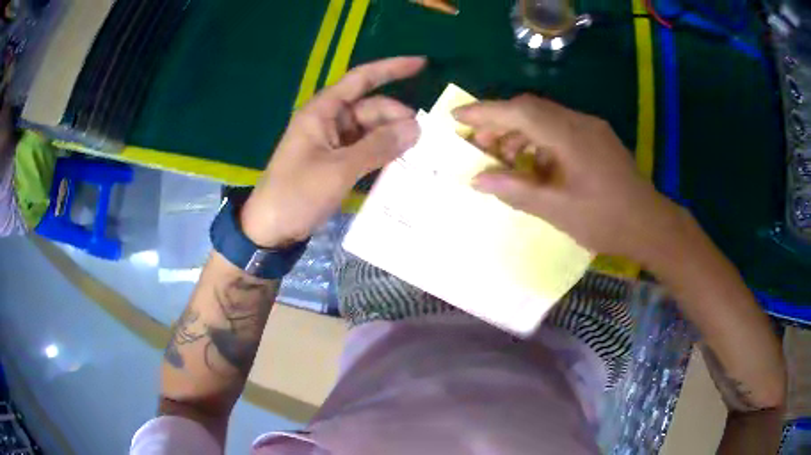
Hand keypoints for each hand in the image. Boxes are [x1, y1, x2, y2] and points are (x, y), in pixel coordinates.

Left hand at [240, 57, 425, 246]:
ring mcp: (333, 143)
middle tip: (427, 139)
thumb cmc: (296, 194)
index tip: (422, 64)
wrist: (270, 229)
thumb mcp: (339, 169)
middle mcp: (330, 121)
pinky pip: (366, 151)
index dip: (391, 69)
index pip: (361, 79)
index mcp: (323, 112)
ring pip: (372, 131)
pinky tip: (404, 164)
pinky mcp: (336, 163)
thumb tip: (416, 127)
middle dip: (399, 118)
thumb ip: (378, 146)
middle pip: (372, 109)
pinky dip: (383, 155)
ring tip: (422, 153)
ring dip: (394, 138)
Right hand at [453, 94, 684, 262]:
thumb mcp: (556, 210)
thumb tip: (477, 179)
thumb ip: (515, 190)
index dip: (485, 111)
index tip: (456, 115)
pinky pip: (560, 129)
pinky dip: (539, 140)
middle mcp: (580, 122)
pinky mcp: (597, 138)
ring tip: (503, 157)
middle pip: (530, 109)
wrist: (650, 225)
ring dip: (519, 132)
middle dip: (500, 122)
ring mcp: (591, 128)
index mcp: (570, 136)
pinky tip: (534, 163)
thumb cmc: (605, 220)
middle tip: (479, 144)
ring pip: (545, 118)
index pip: (519, 111)